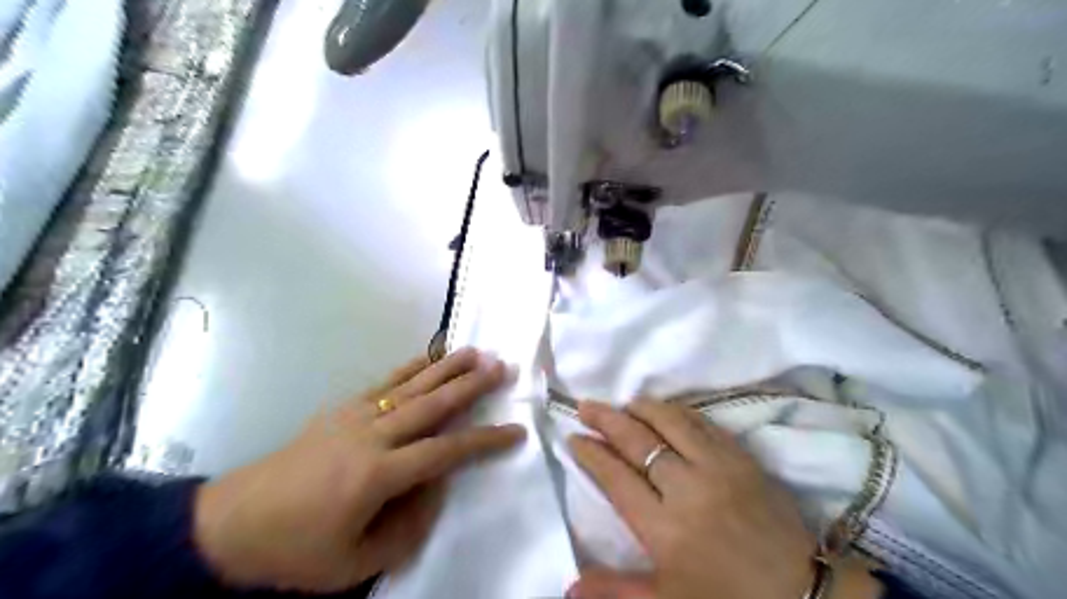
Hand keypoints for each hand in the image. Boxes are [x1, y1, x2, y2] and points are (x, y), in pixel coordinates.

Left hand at [194, 349, 525, 592]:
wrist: (230, 523)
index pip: (445, 452)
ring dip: (447, 367)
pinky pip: (385, 383)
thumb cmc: (296, 550)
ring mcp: (354, 416)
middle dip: (472, 385)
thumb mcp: (354, 563)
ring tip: (476, 351)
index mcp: (377, 475)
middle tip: (503, 367)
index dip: (484, 441)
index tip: (515, 431)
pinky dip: (411, 367)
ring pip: (412, 385)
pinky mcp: (341, 409)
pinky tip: (429, 357)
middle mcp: (371, 436)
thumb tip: (436, 486)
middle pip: (432, 404)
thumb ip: (407, 527)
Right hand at [566, 400, 883, 597]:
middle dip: (606, 420)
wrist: (801, 591)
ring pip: (670, 422)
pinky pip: (703, 423)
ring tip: (623, 403)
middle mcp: (686, 488)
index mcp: (663, 527)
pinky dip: (678, 412)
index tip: (574, 437)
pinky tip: (665, 410)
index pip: (616, 477)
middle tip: (586, 406)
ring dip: (641, 408)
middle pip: (637, 442)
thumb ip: (616, 590)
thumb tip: (569, 586)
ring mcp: (717, 467)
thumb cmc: (726, 595)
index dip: (591, 454)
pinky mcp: (741, 457)